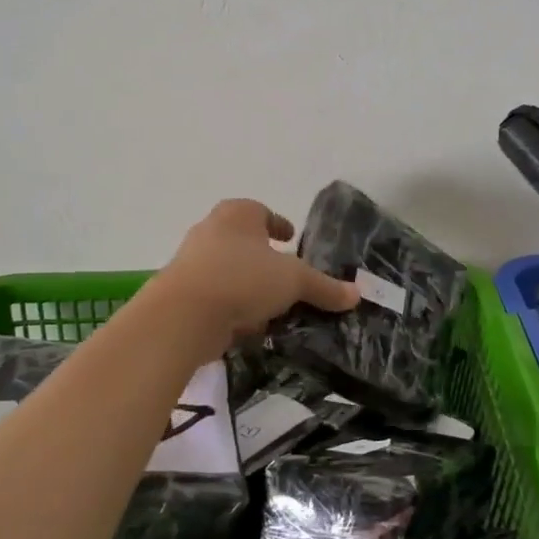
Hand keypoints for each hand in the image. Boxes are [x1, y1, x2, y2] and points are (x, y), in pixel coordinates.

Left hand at [154, 199, 359, 349]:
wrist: (183, 316)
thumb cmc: (243, 278)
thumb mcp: (294, 281)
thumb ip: (324, 287)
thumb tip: (356, 294)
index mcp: (237, 214)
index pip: (260, 211)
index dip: (278, 224)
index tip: (291, 239)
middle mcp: (210, 232)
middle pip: (243, 242)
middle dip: (264, 259)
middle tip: (287, 276)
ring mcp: (191, 264)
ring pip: (229, 272)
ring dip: (249, 286)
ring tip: (273, 307)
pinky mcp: (181, 295)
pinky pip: (216, 298)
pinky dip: (233, 308)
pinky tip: (250, 327)